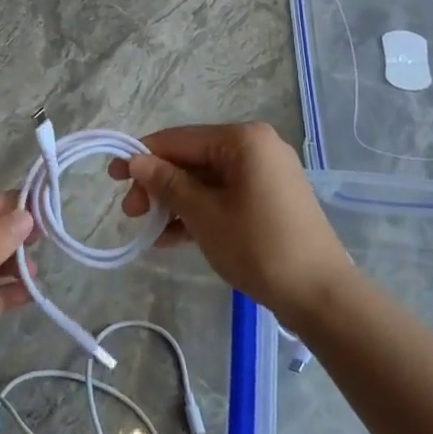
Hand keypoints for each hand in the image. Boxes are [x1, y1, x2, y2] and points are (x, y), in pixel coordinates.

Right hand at [109, 122, 355, 326]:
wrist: (319, 293)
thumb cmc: (257, 246)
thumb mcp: (203, 214)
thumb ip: (167, 183)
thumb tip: (137, 161)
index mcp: (243, 139)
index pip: (180, 140)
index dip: (143, 156)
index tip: (113, 176)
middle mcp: (257, 148)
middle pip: (194, 160)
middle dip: (159, 185)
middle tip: (131, 214)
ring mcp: (267, 174)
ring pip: (208, 181)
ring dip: (176, 203)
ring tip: (147, 230)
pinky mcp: (271, 200)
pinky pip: (225, 197)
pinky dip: (200, 213)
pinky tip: (172, 238)